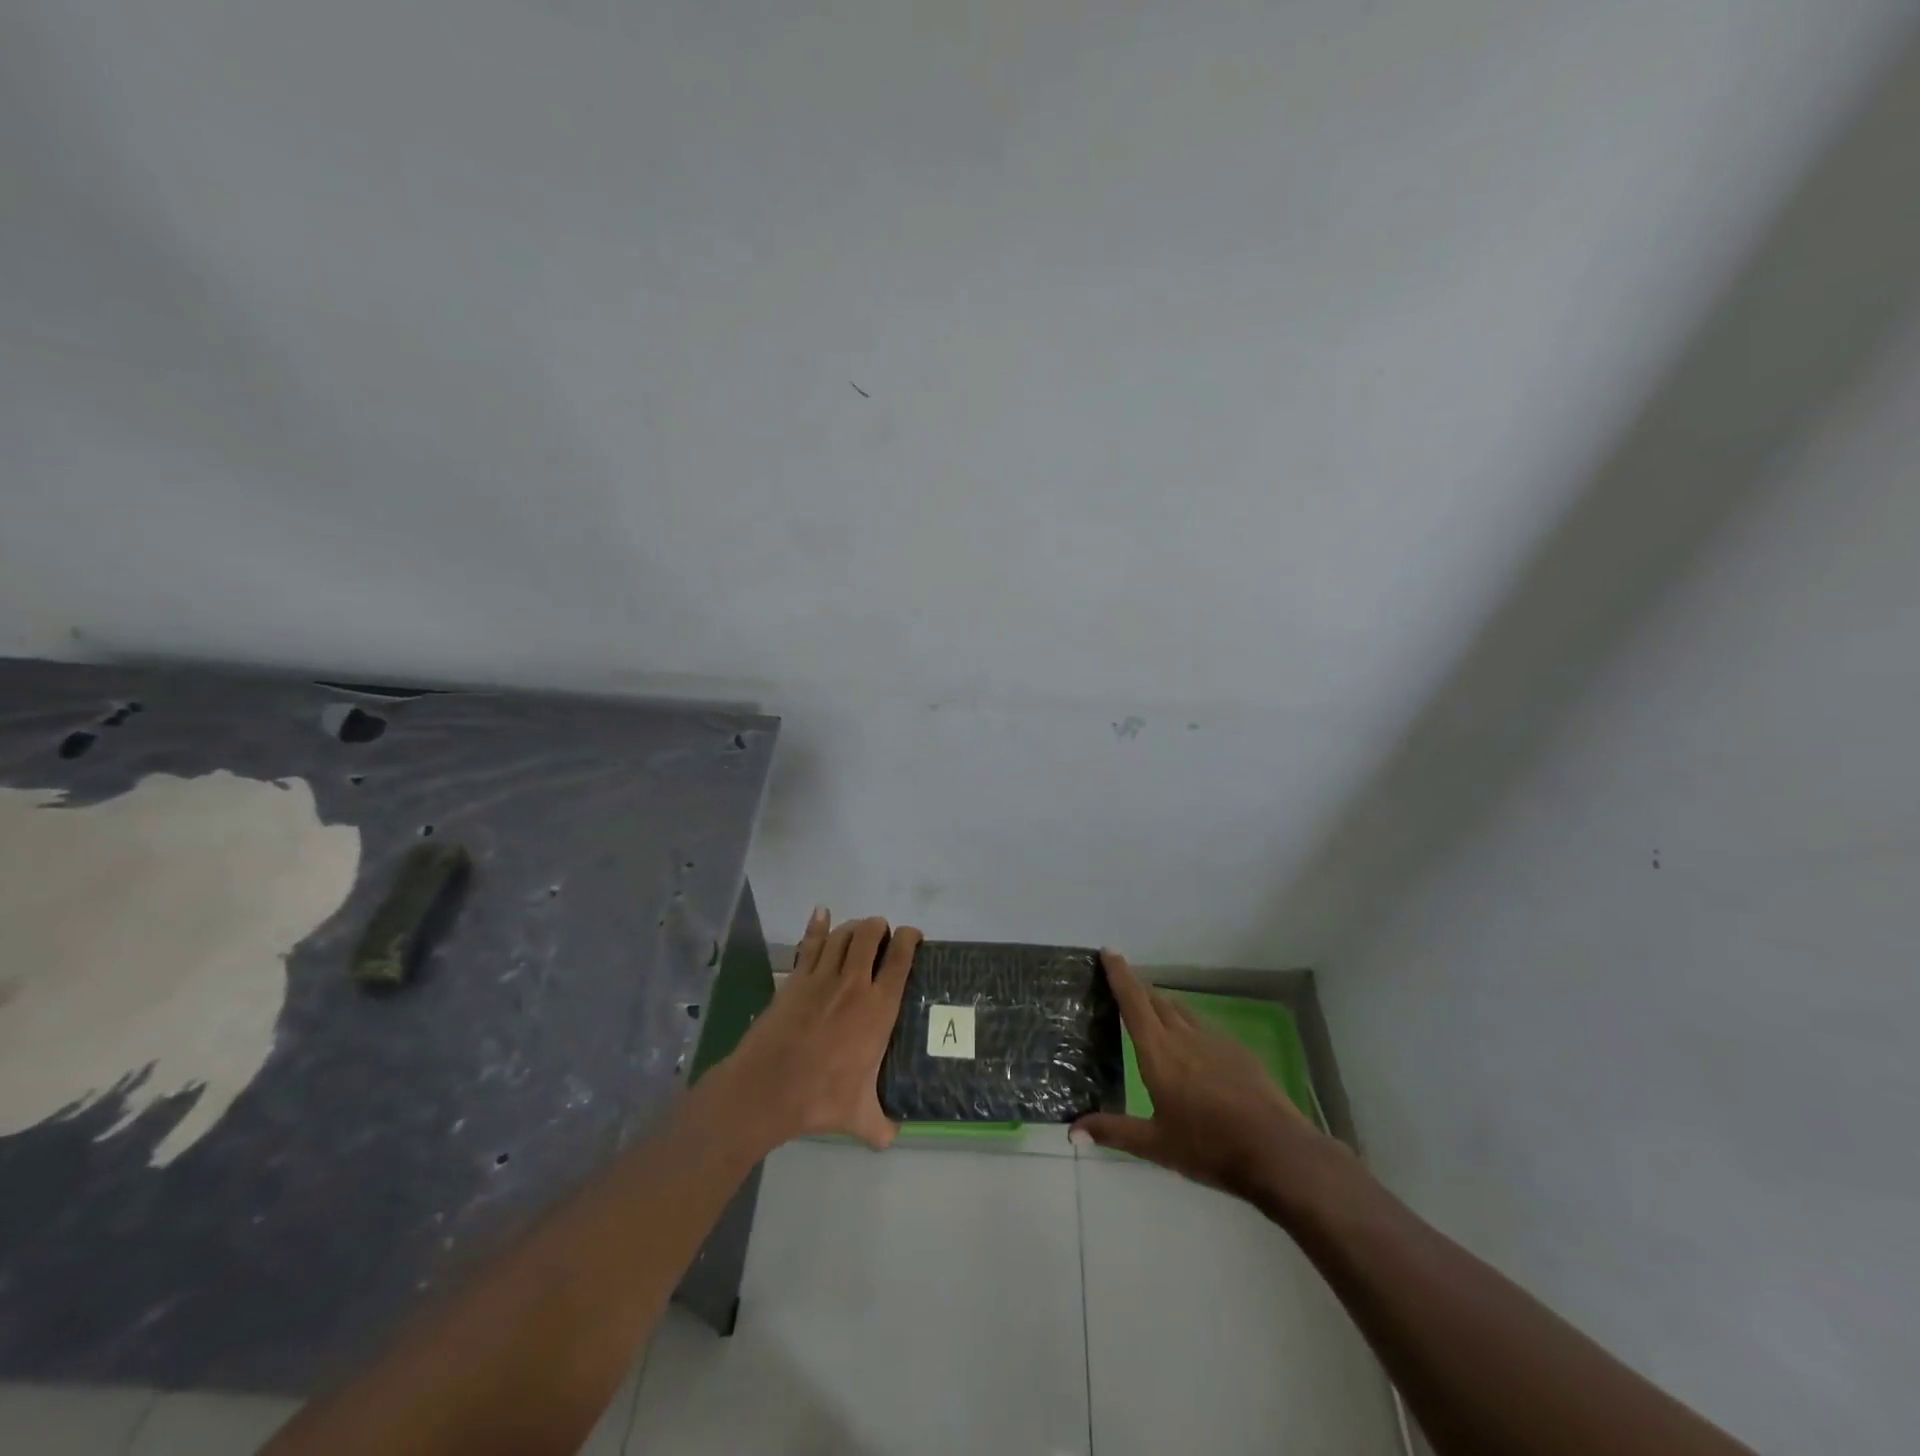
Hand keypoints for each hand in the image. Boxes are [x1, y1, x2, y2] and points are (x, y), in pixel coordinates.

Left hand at [712, 909, 921, 1151]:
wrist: (767, 1089)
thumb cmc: (819, 1098)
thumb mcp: (858, 1117)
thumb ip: (881, 1125)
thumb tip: (893, 1138)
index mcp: (878, 1009)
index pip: (900, 959)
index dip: (910, 939)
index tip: (914, 936)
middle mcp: (854, 984)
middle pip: (870, 935)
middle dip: (880, 927)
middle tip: (883, 935)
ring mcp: (821, 977)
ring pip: (842, 934)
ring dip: (853, 927)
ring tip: (859, 930)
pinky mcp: (795, 979)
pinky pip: (809, 943)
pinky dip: (817, 925)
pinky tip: (821, 913)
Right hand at [1072, 950, 1343, 1209]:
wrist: (1276, 1150)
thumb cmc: (1209, 1146)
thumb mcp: (1156, 1145)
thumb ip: (1114, 1131)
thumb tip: (1072, 1130)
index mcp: (1158, 1051)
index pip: (1133, 1001)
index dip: (1119, 974)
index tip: (1108, 951)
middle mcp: (1184, 1036)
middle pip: (1156, 1000)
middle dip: (1137, 987)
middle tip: (1123, 982)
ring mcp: (1214, 1040)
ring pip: (1181, 1012)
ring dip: (1163, 1005)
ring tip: (1153, 1009)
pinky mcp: (1238, 1051)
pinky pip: (1204, 1028)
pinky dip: (1188, 1026)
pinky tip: (1193, 1046)